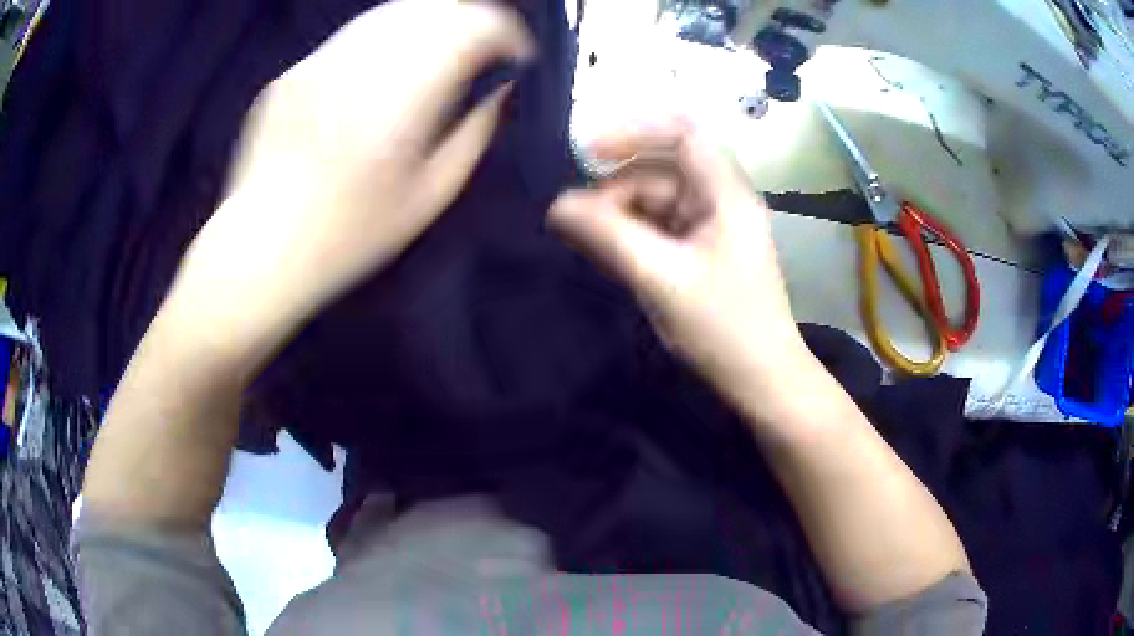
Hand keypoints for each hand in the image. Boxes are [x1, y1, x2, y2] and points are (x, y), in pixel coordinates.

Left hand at [162, 0, 532, 376]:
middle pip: (433, 9)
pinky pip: (354, 35)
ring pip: (392, 12)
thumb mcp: (429, 198)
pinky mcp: (293, 72)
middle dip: (472, 19)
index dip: (505, 32)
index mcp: (397, 107)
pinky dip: (387, 37)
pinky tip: (388, 66)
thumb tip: (502, 89)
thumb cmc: (350, 237)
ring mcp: (318, 66)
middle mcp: (358, 72)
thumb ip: (474, 134)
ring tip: (442, 49)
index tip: (516, 53)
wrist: (261, 250)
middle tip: (485, 45)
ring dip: (431, 21)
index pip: (469, 30)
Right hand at [550, 121, 808, 400]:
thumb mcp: (660, 277)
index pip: (684, 134)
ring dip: (621, 216)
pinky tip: (612, 256)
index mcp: (726, 194)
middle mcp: (722, 200)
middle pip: (662, 171)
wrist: (761, 378)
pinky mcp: (704, 252)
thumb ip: (607, 235)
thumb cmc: (722, 326)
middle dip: (617, 189)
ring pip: (658, 202)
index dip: (635, 132)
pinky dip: (634, 236)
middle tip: (578, 222)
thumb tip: (558, 205)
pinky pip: (662, 228)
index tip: (589, 154)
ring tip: (589, 243)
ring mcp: (713, 227)